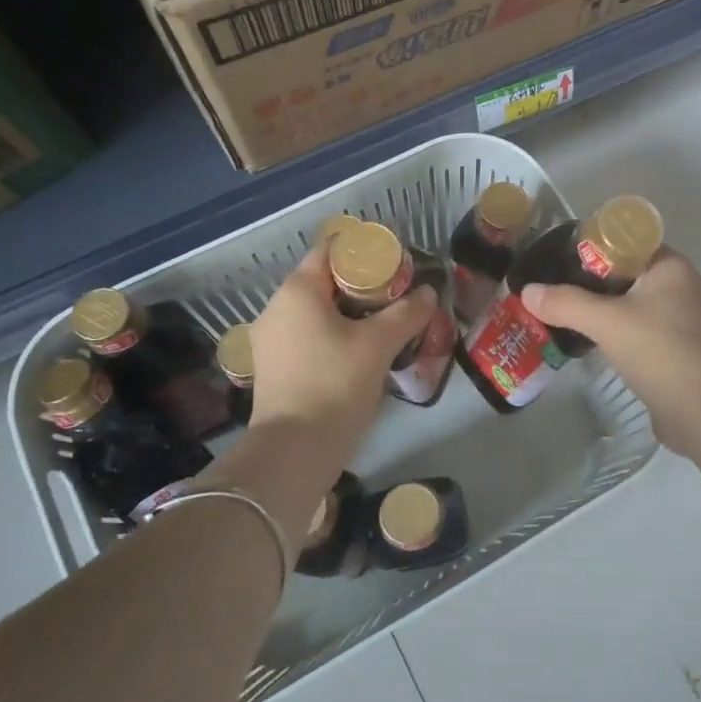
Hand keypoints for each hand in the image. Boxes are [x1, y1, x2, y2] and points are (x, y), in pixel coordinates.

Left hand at [249, 245, 437, 450]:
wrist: (294, 451)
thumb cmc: (335, 385)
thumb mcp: (378, 345)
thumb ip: (406, 314)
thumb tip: (429, 294)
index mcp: (298, 291)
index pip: (330, 250)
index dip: (364, 251)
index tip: (395, 263)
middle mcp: (277, 307)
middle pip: (324, 281)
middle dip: (361, 285)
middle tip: (397, 296)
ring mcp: (271, 339)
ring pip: (316, 311)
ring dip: (349, 313)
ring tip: (384, 325)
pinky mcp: (274, 366)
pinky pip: (308, 335)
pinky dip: (334, 335)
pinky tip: (360, 352)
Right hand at [522, 248, 700, 453]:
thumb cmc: (660, 351)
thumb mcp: (606, 321)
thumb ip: (565, 303)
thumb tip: (527, 291)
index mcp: (671, 266)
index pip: (626, 242)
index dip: (592, 248)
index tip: (559, 260)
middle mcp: (681, 287)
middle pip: (626, 273)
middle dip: (590, 282)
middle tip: (553, 289)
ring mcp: (682, 320)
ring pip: (632, 305)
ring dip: (602, 310)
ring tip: (563, 314)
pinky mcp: (678, 350)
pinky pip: (639, 331)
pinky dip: (616, 333)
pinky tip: (589, 343)